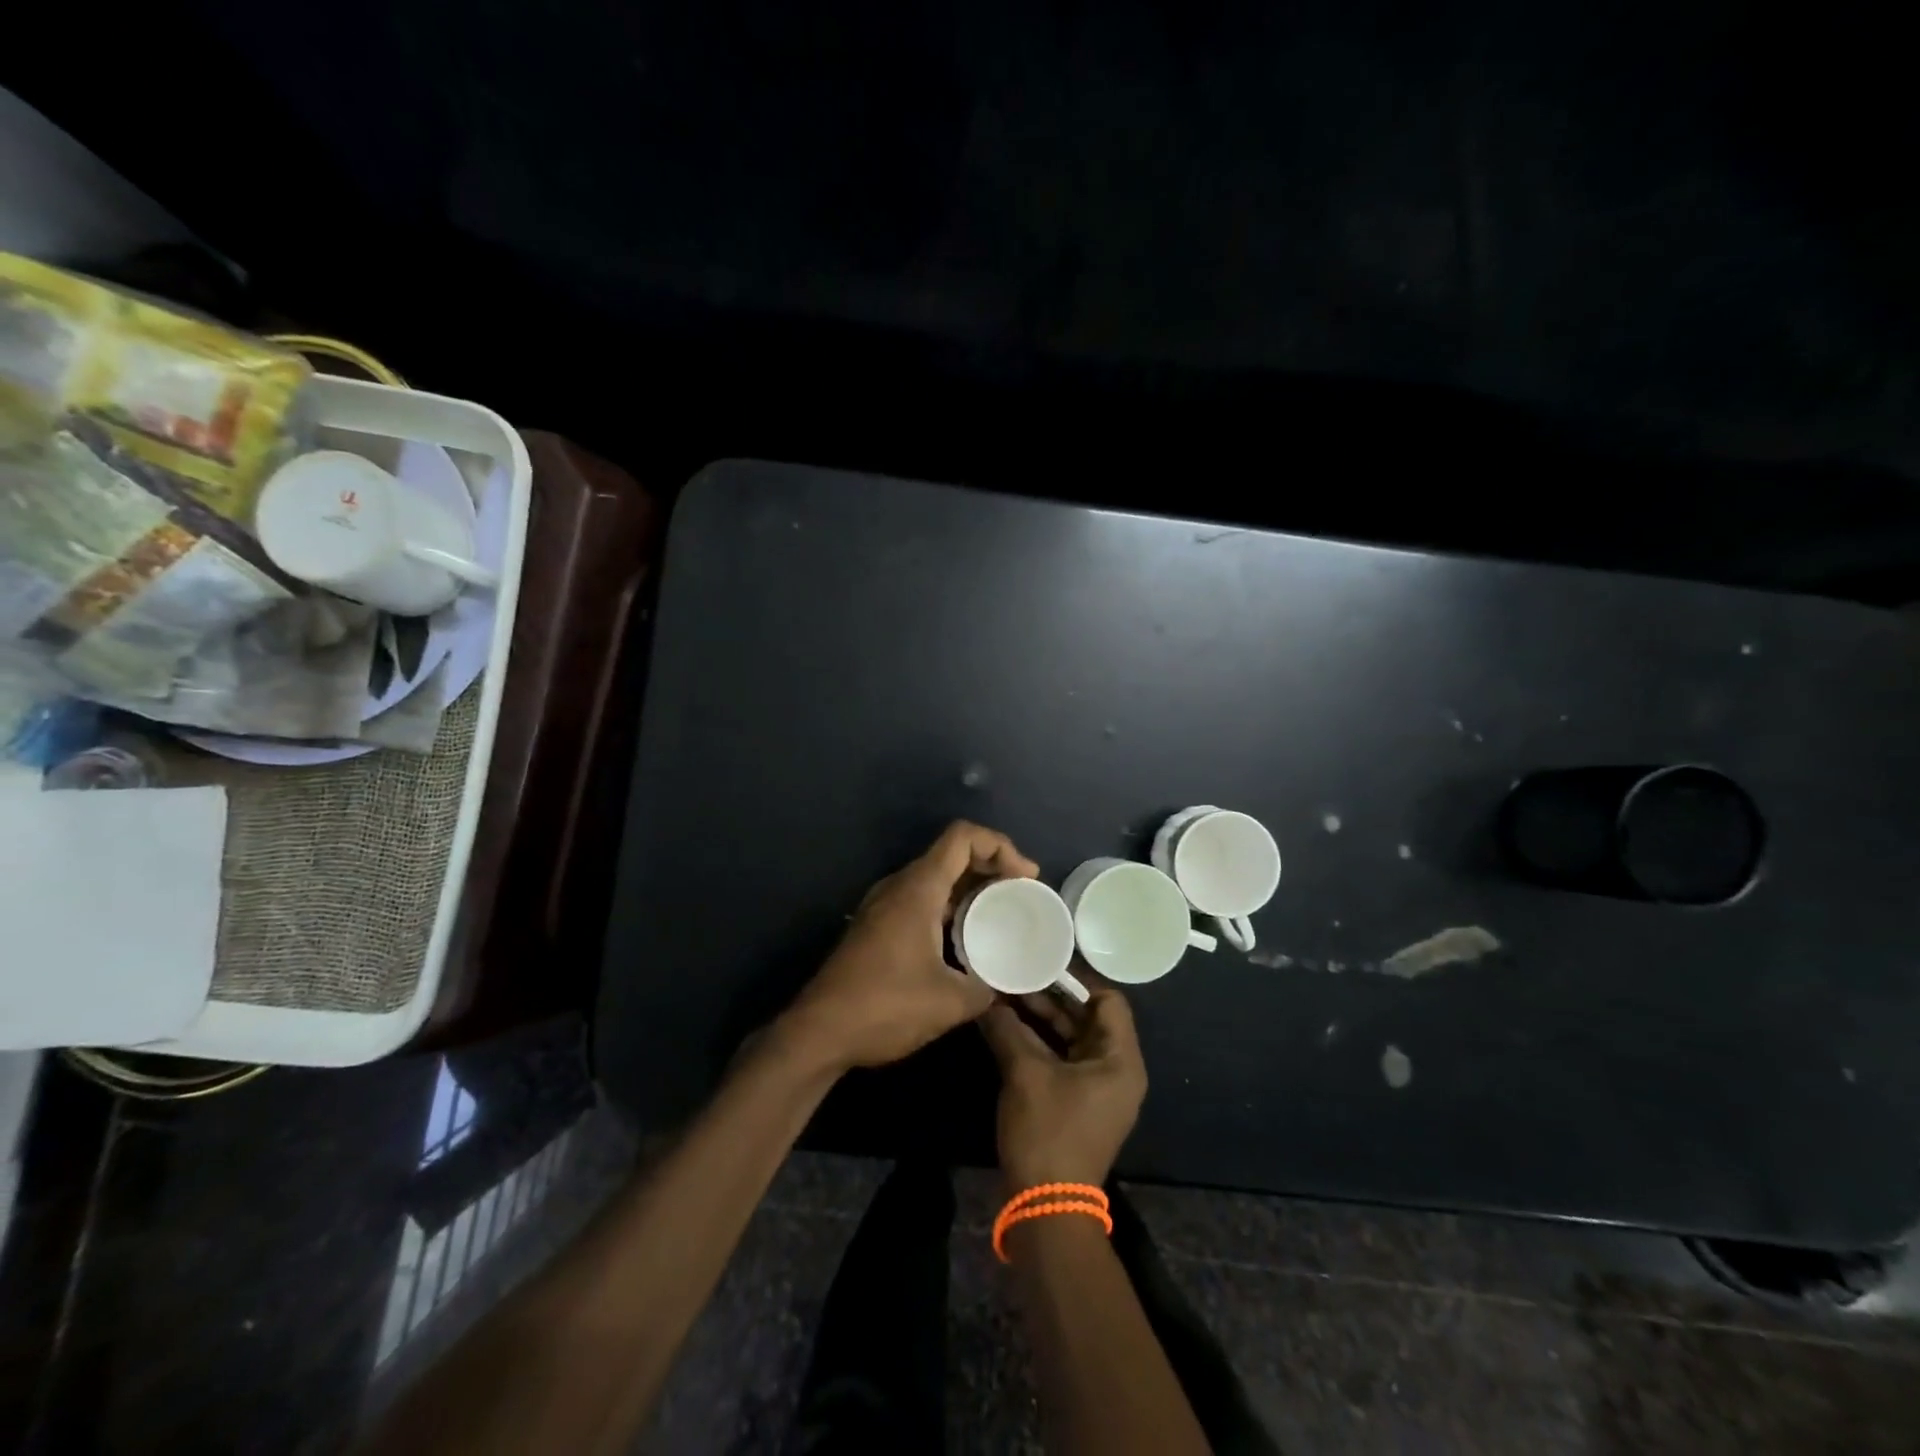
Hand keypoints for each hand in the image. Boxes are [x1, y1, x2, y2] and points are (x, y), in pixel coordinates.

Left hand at [777, 821, 1039, 1073]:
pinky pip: (923, 898)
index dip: (1001, 846)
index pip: (963, 837)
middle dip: (992, 865)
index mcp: (918, 889)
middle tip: (1022, 894)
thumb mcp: (950, 1003)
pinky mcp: (878, 925)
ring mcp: (884, 904)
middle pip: (952, 853)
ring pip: (936, 877)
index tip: (1026, 878)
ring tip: (1002, 913)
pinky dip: (951, 905)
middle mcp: (900, 886)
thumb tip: (1007, 985)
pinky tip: (967, 938)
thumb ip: (988, 987)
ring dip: (971, 887)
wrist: (818, 1032)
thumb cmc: (884, 1007)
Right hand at [978, 985, 1147, 1188]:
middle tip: (1017, 970)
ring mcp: (1097, 1088)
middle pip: (1087, 1017)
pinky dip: (1038, 1041)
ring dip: (1041, 1018)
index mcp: (1120, 1060)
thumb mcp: (1025, 1073)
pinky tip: (1007, 1024)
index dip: (1076, 978)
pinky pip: (1061, 1058)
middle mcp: (1115, 1069)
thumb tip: (986, 996)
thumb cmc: (1048, 1132)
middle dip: (1051, 995)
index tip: (1043, 959)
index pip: (1108, 999)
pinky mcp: (1077, 1102)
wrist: (1046, 1208)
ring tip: (1006, 991)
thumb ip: (1007, 1028)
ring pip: (1070, 1038)